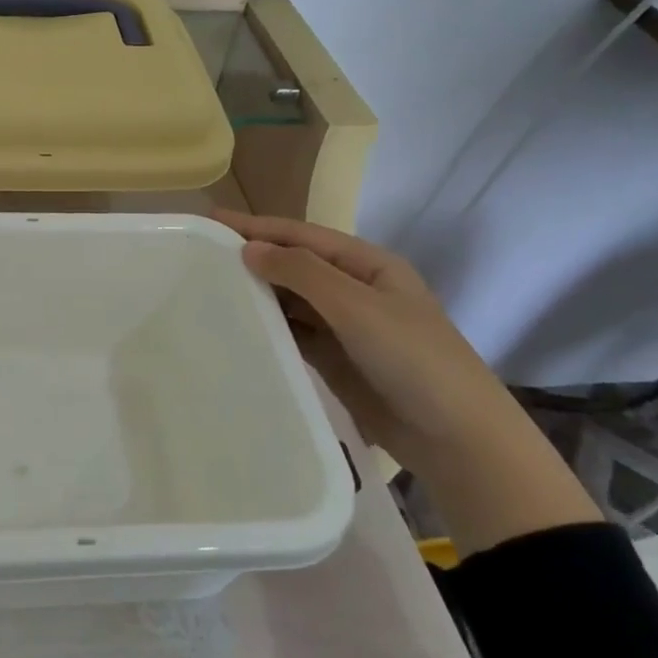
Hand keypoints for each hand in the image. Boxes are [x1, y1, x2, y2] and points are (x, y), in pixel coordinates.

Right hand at [212, 210, 600, 552]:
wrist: (456, 438)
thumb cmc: (413, 359)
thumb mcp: (357, 307)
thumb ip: (302, 273)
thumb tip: (249, 249)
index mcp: (368, 265)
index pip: (302, 235)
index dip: (257, 226)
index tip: (210, 219)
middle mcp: (354, 289)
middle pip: (295, 264)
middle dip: (253, 257)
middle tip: (200, 254)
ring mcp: (345, 326)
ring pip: (291, 299)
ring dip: (257, 291)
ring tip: (208, 286)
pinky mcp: (335, 359)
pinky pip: (293, 333)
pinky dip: (267, 326)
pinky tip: (238, 325)